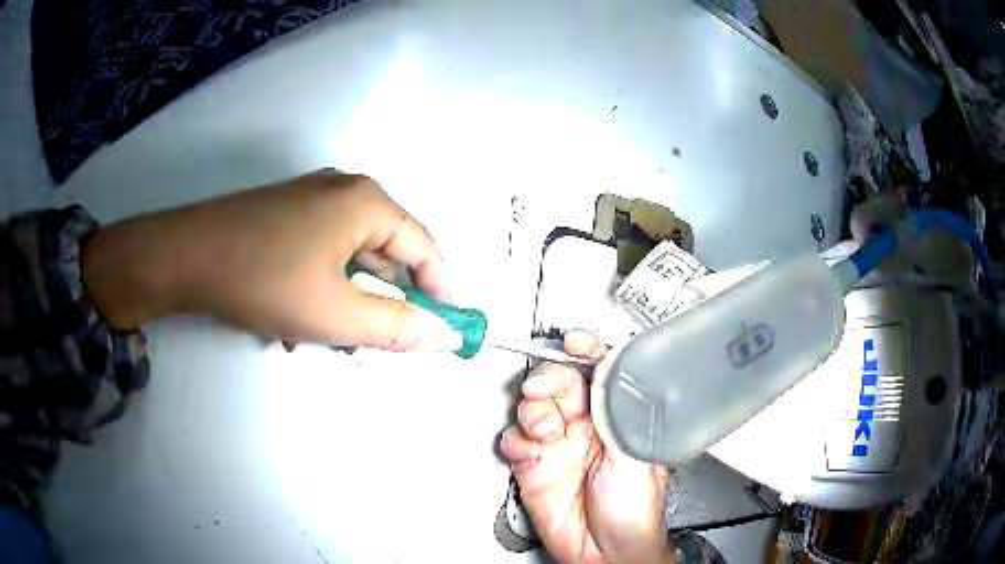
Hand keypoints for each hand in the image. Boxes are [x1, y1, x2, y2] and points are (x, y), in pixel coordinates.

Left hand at [82, 170, 455, 350]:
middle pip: (385, 251)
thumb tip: (440, 335)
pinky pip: (321, 254)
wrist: (186, 256)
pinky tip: (300, 318)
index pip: (423, 247)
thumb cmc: (266, 279)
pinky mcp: (285, 215)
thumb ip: (396, 326)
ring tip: (332, 337)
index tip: (445, 325)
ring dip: (349, 299)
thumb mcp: (337, 313)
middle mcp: (344, 192)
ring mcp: (311, 201)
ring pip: (349, 258)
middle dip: (385, 300)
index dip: (440, 289)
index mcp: (367, 202)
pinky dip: (322, 287)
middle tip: (383, 341)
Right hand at [500, 331, 673, 563]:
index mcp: (617, 419)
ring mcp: (558, 446)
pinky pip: (514, 440)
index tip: (575, 342)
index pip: (601, 372)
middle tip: (545, 388)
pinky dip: (516, 439)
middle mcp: (587, 428)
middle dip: (549, 378)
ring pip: (532, 407)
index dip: (587, 351)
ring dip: (531, 411)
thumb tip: (608, 374)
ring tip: (543, 429)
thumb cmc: (636, 510)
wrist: (608, 551)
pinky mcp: (534, 466)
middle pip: (560, 383)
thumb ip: (620, 412)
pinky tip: (530, 450)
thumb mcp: (638, 455)